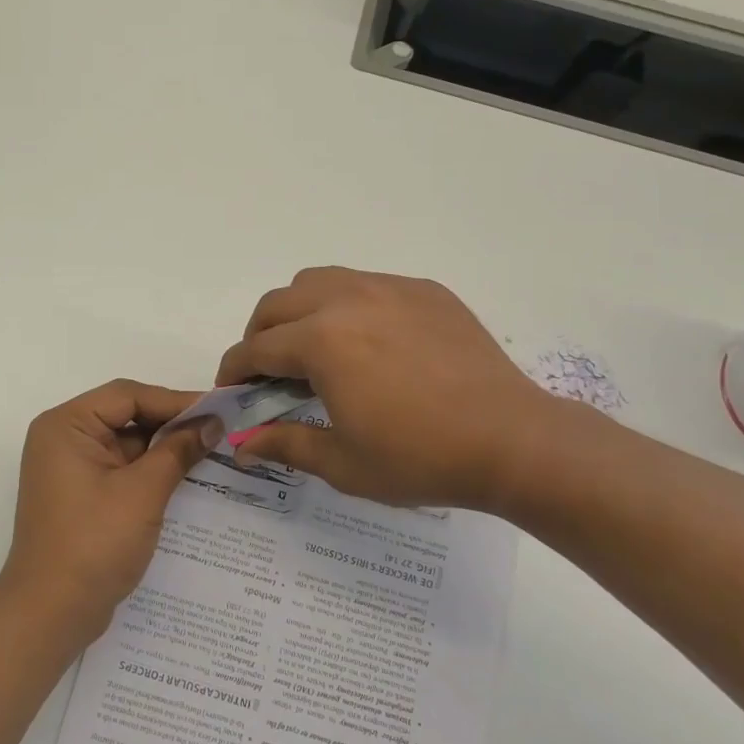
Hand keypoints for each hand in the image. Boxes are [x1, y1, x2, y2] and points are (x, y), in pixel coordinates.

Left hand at [0, 379, 222, 642]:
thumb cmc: (93, 543)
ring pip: (126, 444)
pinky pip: (121, 469)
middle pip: (125, 416)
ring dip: (164, 449)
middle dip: (171, 424)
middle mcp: (63, 439)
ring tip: (212, 451)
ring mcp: (70, 469)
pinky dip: (150, 472)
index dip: (175, 400)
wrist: (51, 613)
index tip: (218, 408)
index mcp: (66, 426)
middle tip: (220, 429)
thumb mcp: (143, 492)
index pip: (127, 396)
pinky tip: (187, 477)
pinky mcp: (80, 495)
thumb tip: (212, 423)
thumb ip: (178, 451)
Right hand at [215, 267, 560, 511]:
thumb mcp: (344, 463)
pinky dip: (347, 305)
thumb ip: (285, 444)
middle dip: (259, 335)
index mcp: (322, 341)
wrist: (513, 441)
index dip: (234, 370)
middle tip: (267, 371)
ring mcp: (390, 289)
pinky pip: (366, 284)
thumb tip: (241, 446)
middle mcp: (348, 300)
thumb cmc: (420, 458)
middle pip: (278, 303)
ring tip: (313, 348)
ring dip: (299, 310)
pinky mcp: (425, 291)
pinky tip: (368, 342)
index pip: (256, 348)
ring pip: (320, 280)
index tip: (231, 390)